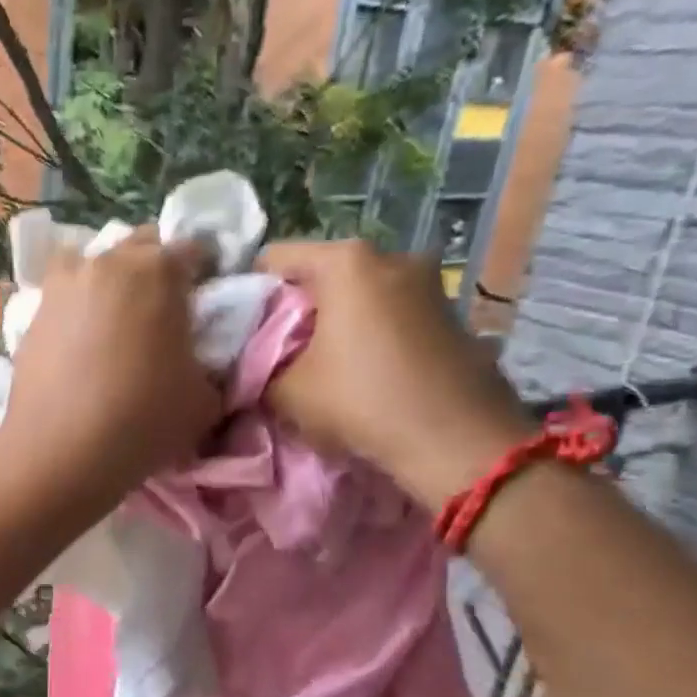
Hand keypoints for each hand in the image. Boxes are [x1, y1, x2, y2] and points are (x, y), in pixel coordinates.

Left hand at [0, 225, 221, 514]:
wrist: (60, 452)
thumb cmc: (143, 421)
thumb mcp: (205, 399)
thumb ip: (211, 365)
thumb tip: (199, 362)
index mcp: (160, 270)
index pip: (194, 249)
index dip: (204, 273)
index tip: (203, 303)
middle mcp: (108, 263)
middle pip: (140, 247)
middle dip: (155, 270)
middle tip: (160, 313)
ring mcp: (63, 286)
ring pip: (93, 264)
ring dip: (108, 281)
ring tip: (113, 322)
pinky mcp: (31, 315)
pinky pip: (61, 297)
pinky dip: (74, 309)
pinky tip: (76, 343)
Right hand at [258, 239, 530, 509]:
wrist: (456, 440)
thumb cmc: (361, 401)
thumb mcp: (284, 391)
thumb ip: (256, 368)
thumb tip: (245, 364)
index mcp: (346, 262)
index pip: (272, 258)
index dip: (247, 293)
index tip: (240, 330)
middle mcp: (390, 255)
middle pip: (318, 273)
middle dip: (293, 307)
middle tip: (275, 350)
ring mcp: (427, 281)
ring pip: (355, 292)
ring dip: (332, 320)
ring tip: (318, 362)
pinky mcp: (448, 311)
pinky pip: (387, 310)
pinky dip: (366, 330)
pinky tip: (360, 368)